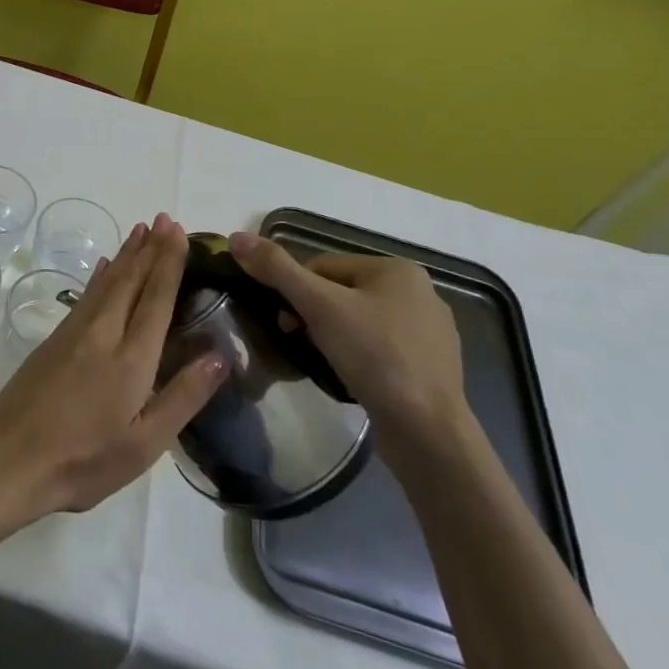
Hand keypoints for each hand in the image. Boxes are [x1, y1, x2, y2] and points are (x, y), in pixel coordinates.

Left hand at [0, 214, 226, 520]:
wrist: (11, 459)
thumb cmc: (85, 460)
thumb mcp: (145, 444)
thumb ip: (183, 397)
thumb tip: (220, 355)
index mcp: (131, 358)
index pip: (156, 298)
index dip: (169, 263)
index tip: (179, 232)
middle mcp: (103, 333)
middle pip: (131, 280)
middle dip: (150, 248)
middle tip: (166, 219)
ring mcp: (74, 333)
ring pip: (106, 282)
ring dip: (127, 254)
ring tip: (141, 230)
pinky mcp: (54, 339)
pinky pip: (86, 295)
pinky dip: (100, 275)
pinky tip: (105, 265)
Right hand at [227, 232, 467, 455]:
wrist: (428, 431)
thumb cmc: (374, 356)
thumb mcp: (318, 306)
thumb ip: (276, 269)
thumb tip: (236, 237)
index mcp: (397, 268)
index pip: (324, 266)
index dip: (296, 292)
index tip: (287, 324)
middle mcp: (420, 291)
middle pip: (341, 292)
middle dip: (315, 316)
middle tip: (301, 344)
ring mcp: (430, 331)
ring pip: (360, 321)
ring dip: (335, 337)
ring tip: (325, 364)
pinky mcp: (432, 366)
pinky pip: (381, 348)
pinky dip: (360, 358)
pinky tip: (353, 378)